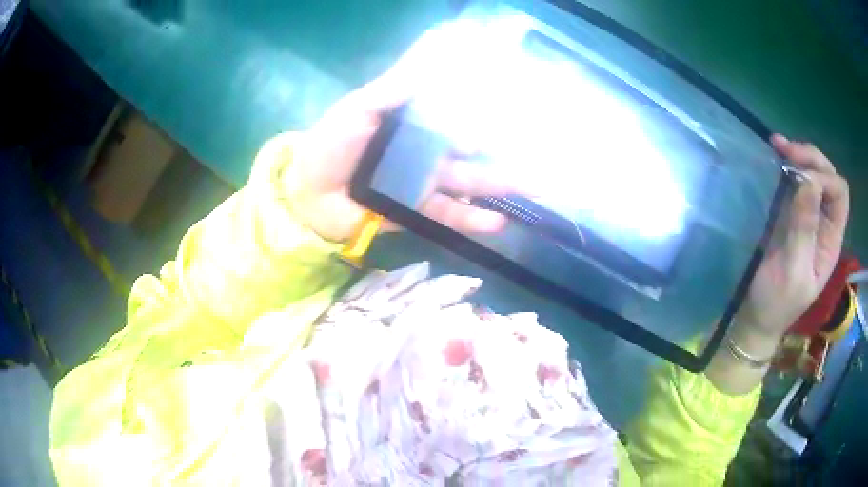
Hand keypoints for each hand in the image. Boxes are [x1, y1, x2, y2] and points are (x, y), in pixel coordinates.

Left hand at [281, 65, 521, 242]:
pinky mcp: (416, 213)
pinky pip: (449, 216)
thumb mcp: (359, 108)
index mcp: (412, 125)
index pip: (454, 115)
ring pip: (468, 183)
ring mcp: (422, 184)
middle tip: (537, 150)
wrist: (308, 194)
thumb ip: (392, 90)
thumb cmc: (330, 144)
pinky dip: (473, 220)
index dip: (482, 111)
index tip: (514, 105)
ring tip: (533, 187)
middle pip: (469, 151)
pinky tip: (499, 222)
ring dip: (499, 186)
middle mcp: (423, 153)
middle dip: (501, 151)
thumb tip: (429, 63)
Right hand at [732, 135, 848, 351]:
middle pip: (829, 177)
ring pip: (814, 173)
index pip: (839, 193)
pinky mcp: (792, 214)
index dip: (824, 178)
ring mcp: (809, 216)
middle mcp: (825, 223)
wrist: (759, 317)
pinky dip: (788, 166)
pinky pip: (797, 182)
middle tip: (785, 149)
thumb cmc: (778, 302)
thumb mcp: (793, 271)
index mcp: (832, 240)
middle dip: (811, 158)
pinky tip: (776, 158)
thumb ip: (804, 229)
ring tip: (777, 146)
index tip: (800, 180)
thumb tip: (808, 181)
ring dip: (799, 156)